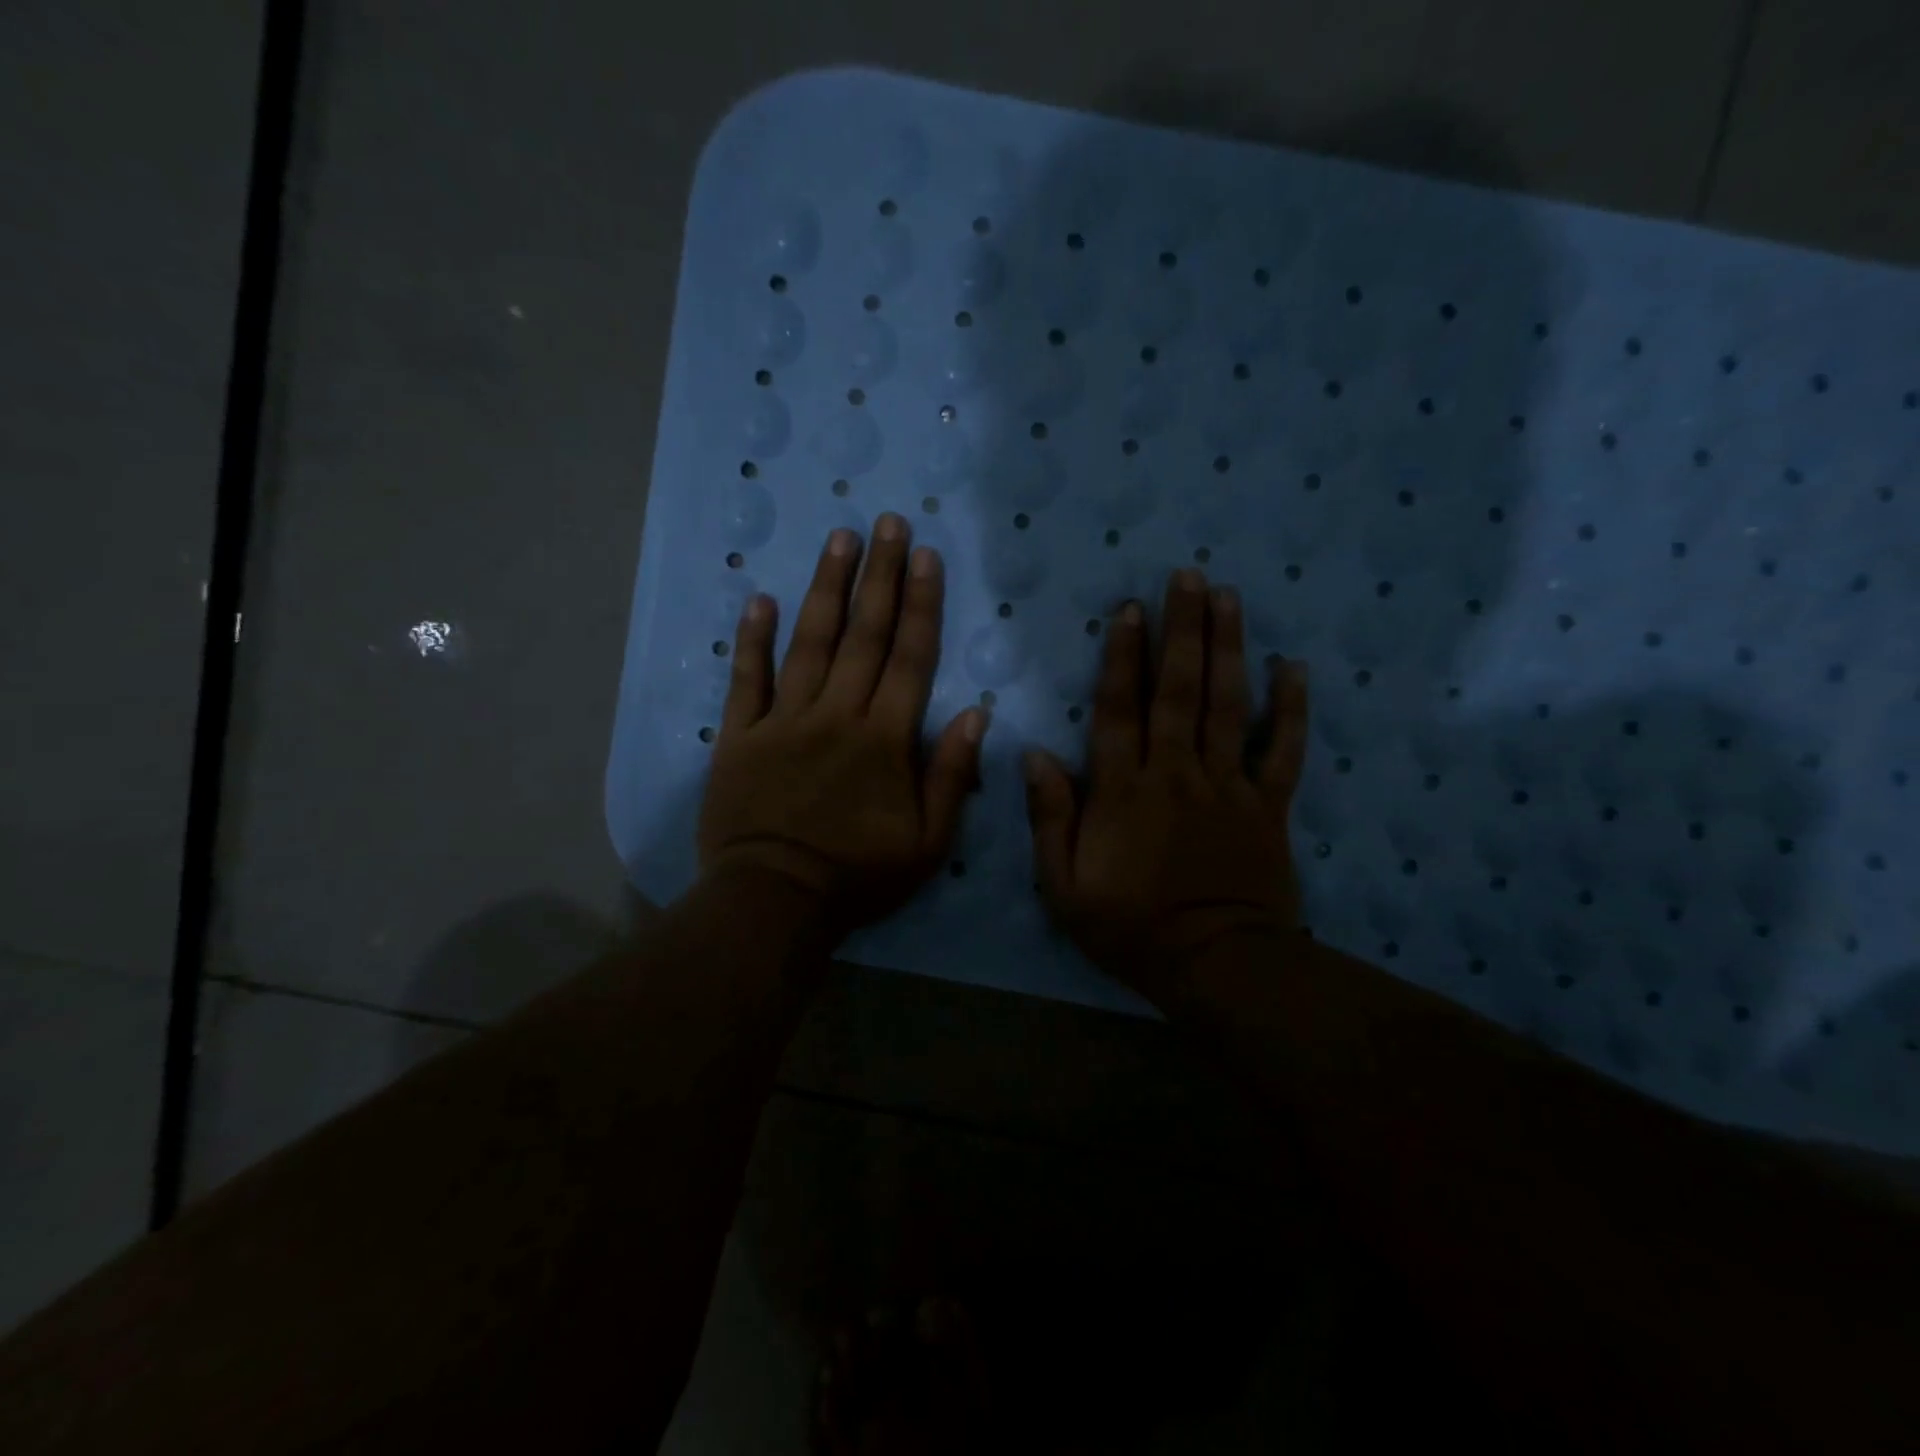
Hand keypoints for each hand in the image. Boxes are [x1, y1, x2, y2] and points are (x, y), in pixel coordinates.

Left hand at [699, 515, 986, 937]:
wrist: (774, 901)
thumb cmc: (858, 876)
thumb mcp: (927, 842)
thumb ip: (951, 775)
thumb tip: (976, 714)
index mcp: (884, 738)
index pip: (910, 657)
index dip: (921, 604)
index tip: (926, 556)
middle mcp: (836, 714)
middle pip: (863, 635)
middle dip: (879, 575)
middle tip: (887, 523)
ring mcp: (783, 721)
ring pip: (808, 643)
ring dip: (825, 588)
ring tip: (838, 539)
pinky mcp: (739, 736)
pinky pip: (746, 680)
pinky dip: (751, 639)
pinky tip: (758, 598)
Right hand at [1024, 568, 1308, 1004]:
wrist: (1216, 965)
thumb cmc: (1131, 927)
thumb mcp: (1064, 886)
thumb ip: (1049, 818)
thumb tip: (1034, 755)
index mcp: (1123, 791)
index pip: (1120, 709)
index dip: (1122, 656)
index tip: (1128, 609)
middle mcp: (1176, 773)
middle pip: (1178, 690)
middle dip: (1181, 630)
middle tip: (1188, 577)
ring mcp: (1228, 786)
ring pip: (1228, 705)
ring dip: (1228, 648)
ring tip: (1229, 598)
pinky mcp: (1268, 806)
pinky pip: (1282, 750)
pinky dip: (1290, 709)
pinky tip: (1294, 667)